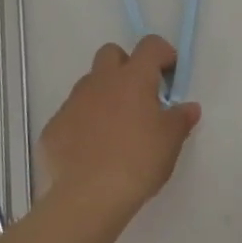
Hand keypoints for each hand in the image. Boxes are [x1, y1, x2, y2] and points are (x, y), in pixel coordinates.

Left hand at [38, 36, 200, 223]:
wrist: (88, 197)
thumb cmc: (139, 160)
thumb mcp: (171, 141)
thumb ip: (181, 118)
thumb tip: (188, 107)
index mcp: (133, 77)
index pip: (150, 45)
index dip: (163, 55)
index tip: (169, 77)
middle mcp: (100, 81)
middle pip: (111, 54)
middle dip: (126, 66)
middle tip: (139, 97)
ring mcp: (73, 102)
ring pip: (89, 85)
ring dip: (103, 97)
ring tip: (114, 130)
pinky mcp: (53, 127)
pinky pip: (71, 116)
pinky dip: (82, 125)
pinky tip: (91, 152)